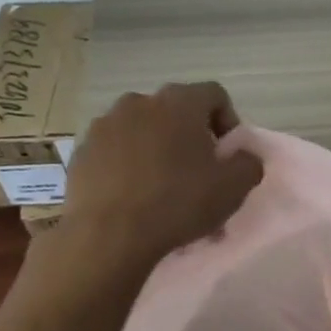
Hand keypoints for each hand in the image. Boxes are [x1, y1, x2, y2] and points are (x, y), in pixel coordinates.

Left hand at [57, 81, 263, 266]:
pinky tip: (133, 195)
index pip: (214, 95)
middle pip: (175, 111)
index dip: (228, 121)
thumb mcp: (234, 188)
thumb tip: (243, 155)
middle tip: (197, 171)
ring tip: (162, 186)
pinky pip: (115, 151)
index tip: (227, 154)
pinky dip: (128, 165)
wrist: (108, 235)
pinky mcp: (82, 151)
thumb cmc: (179, 203)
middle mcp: (139, 102)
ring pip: (143, 130)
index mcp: (179, 103)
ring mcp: (105, 125)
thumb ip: (249, 163)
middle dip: (190, 136)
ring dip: (157, 149)